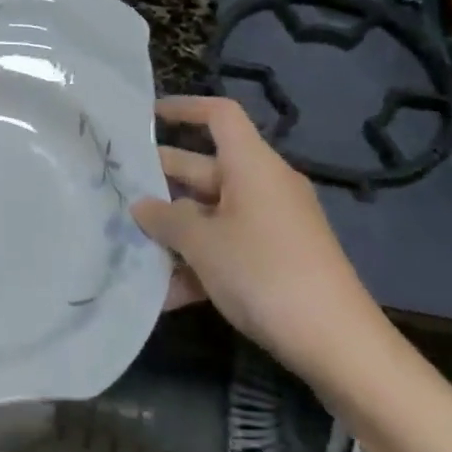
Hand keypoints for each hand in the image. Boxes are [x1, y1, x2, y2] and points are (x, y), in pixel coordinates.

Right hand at [132, 96, 389, 383]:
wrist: (336, 342)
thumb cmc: (264, 272)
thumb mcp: (203, 243)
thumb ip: (165, 219)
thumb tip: (141, 206)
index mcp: (252, 166)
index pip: (219, 116)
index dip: (183, 109)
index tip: (145, 116)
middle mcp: (262, 187)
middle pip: (204, 168)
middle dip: (160, 182)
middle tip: (115, 191)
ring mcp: (270, 225)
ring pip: (210, 214)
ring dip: (173, 231)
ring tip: (128, 246)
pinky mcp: (274, 260)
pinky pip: (226, 248)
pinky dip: (197, 264)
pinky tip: (163, 295)